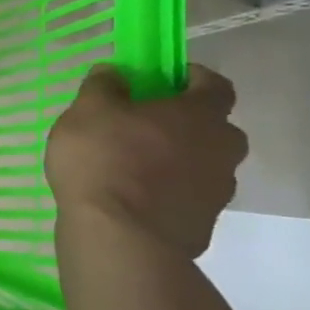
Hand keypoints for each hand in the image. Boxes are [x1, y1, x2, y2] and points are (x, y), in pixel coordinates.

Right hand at [45, 64, 247, 259]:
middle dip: (187, 124)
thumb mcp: (88, 111)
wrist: (120, 238)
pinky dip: (169, 195)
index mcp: (200, 115)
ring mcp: (217, 192)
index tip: (165, 80)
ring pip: (203, 166)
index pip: (216, 85)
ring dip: (179, 162)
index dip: (193, 78)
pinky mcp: (203, 226)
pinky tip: (134, 201)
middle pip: (215, 129)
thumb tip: (115, 71)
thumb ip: (103, 86)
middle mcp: (222, 150)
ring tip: (134, 168)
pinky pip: (188, 199)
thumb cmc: (105, 160)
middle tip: (146, 126)